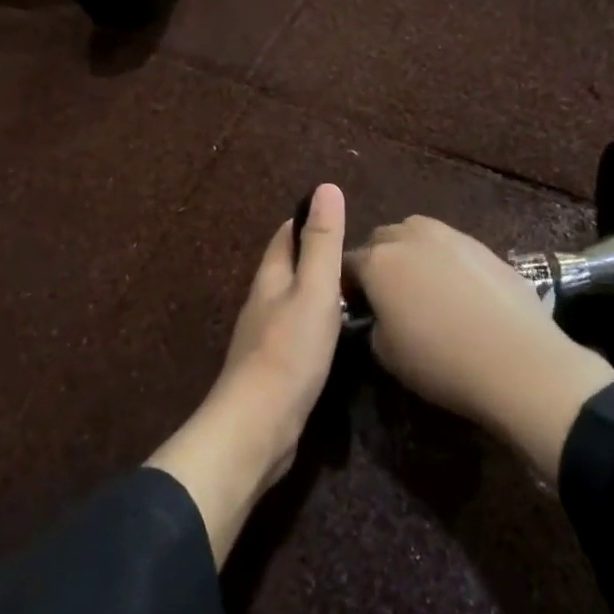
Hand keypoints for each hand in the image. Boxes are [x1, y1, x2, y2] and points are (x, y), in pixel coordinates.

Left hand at [146, 185, 345, 564]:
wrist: (258, 426)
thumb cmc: (289, 352)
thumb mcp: (314, 291)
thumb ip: (322, 243)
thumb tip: (325, 187)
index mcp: (270, 279)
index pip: (284, 237)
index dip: (306, 221)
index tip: (336, 214)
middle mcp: (262, 304)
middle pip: (286, 268)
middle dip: (313, 255)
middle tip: (354, 252)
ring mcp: (265, 338)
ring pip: (292, 302)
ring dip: (316, 291)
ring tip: (353, 288)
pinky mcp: (274, 369)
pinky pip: (297, 333)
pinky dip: (316, 323)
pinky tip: (335, 335)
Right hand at [345, 216, 613, 480]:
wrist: (519, 361)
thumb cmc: (441, 362)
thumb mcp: (387, 354)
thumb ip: (374, 322)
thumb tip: (381, 314)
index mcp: (378, 262)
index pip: (347, 263)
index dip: (348, 285)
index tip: (355, 306)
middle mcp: (410, 237)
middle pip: (382, 239)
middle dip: (378, 260)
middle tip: (387, 294)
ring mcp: (451, 236)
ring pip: (416, 233)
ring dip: (410, 252)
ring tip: (423, 285)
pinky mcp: (484, 244)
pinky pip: (450, 245)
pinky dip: (444, 259)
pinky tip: (458, 290)